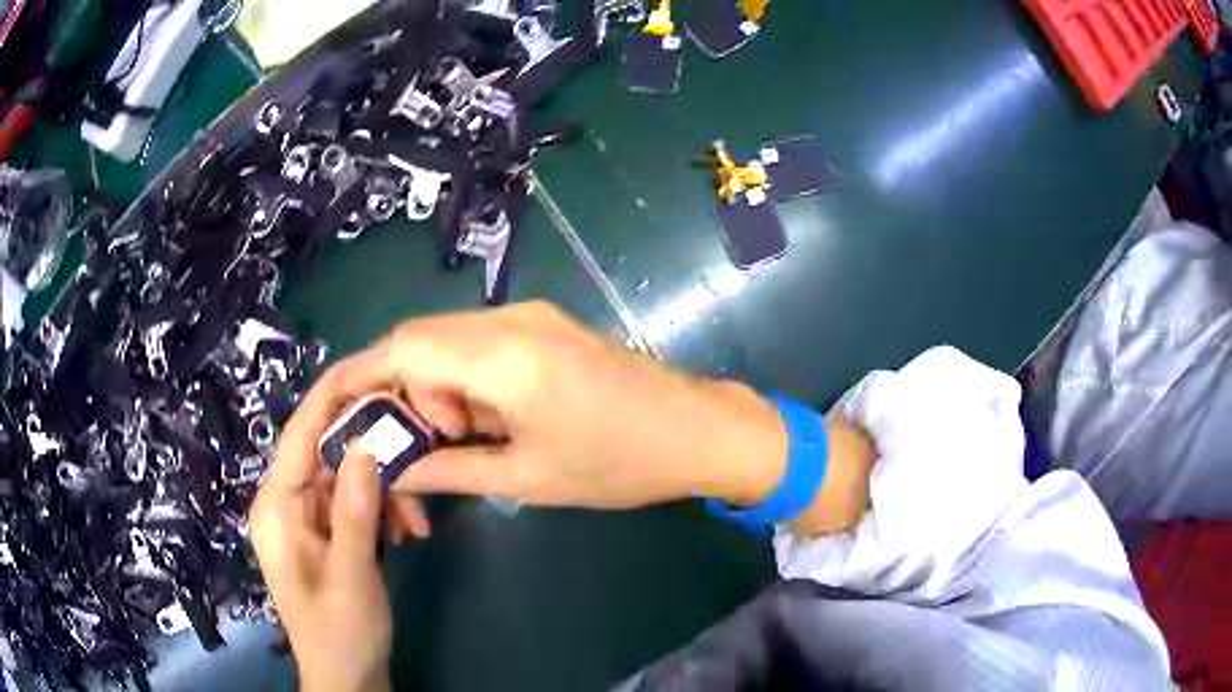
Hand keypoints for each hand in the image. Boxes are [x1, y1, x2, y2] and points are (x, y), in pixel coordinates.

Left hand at [249, 395, 415, 691]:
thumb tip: (364, 443)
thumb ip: (355, 509)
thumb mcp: (352, 574)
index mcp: (277, 507)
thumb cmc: (341, 632)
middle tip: (417, 459)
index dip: (330, 396)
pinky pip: (352, 502)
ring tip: (415, 523)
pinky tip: (404, 532)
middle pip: (326, 452)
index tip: (370, 368)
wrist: (346, 676)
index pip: (300, 434)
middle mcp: (286, 503)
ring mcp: (306, 518)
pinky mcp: (325, 533)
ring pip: (345, 477)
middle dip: (372, 457)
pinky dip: (380, 509)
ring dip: (383, 490)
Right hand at [289, 301, 790, 512]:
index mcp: (506, 357)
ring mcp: (532, 316)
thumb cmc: (619, 465)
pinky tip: (487, 418)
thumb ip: (449, 470)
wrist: (697, 431)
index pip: (405, 347)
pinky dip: (462, 379)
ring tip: (466, 437)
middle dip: (405, 390)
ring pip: (447, 340)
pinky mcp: (545, 324)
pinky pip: (478, 343)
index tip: (343, 412)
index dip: (363, 376)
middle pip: (420, 338)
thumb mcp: (527, 478)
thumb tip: (393, 469)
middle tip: (430, 443)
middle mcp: (511, 320)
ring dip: (435, 386)